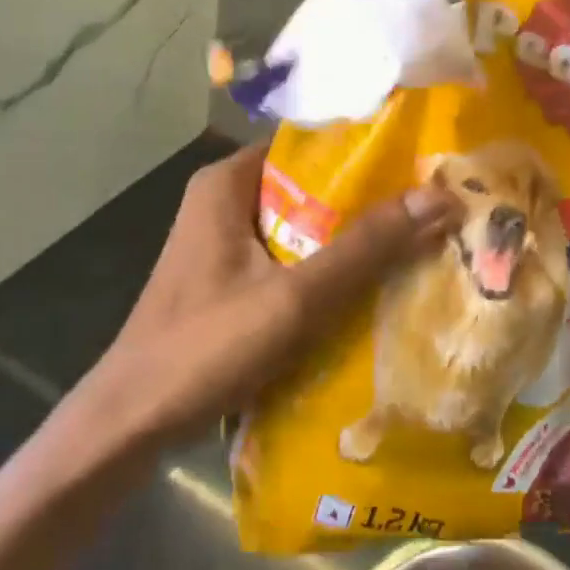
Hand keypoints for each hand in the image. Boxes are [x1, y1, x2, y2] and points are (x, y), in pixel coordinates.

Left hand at [88, 144, 459, 445]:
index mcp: (228, 181)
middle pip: (309, 187)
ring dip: (348, 239)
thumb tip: (440, 196)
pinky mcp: (227, 278)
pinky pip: (287, 258)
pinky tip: (368, 287)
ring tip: (415, 241)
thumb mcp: (295, 296)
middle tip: (429, 208)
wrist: (129, 425)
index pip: (310, 145)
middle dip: (365, 202)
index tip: (420, 164)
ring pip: (301, 226)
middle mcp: (223, 199)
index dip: (366, 153)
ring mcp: (222, 241)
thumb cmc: (205, 347)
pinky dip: (323, 268)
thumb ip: (366, 247)